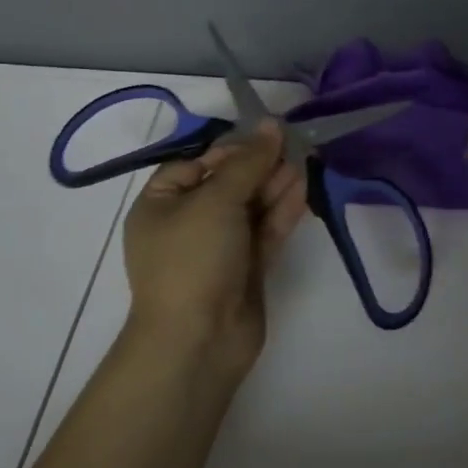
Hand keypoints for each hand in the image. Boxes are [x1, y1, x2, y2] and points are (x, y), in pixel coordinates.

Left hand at [121, 122, 306, 373]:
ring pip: (250, 207)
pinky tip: (304, 188)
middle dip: (260, 165)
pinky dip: (282, 210)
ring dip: (275, 184)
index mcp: (161, 204)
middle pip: (228, 183)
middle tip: (295, 145)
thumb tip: (271, 124)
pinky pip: (264, 231)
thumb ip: (248, 161)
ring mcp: (217, 249)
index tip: (264, 137)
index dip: (231, 149)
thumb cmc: (193, 259)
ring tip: (306, 161)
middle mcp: (187, 223)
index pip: (197, 164)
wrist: (197, 342)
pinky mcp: (244, 269)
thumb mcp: (216, 200)